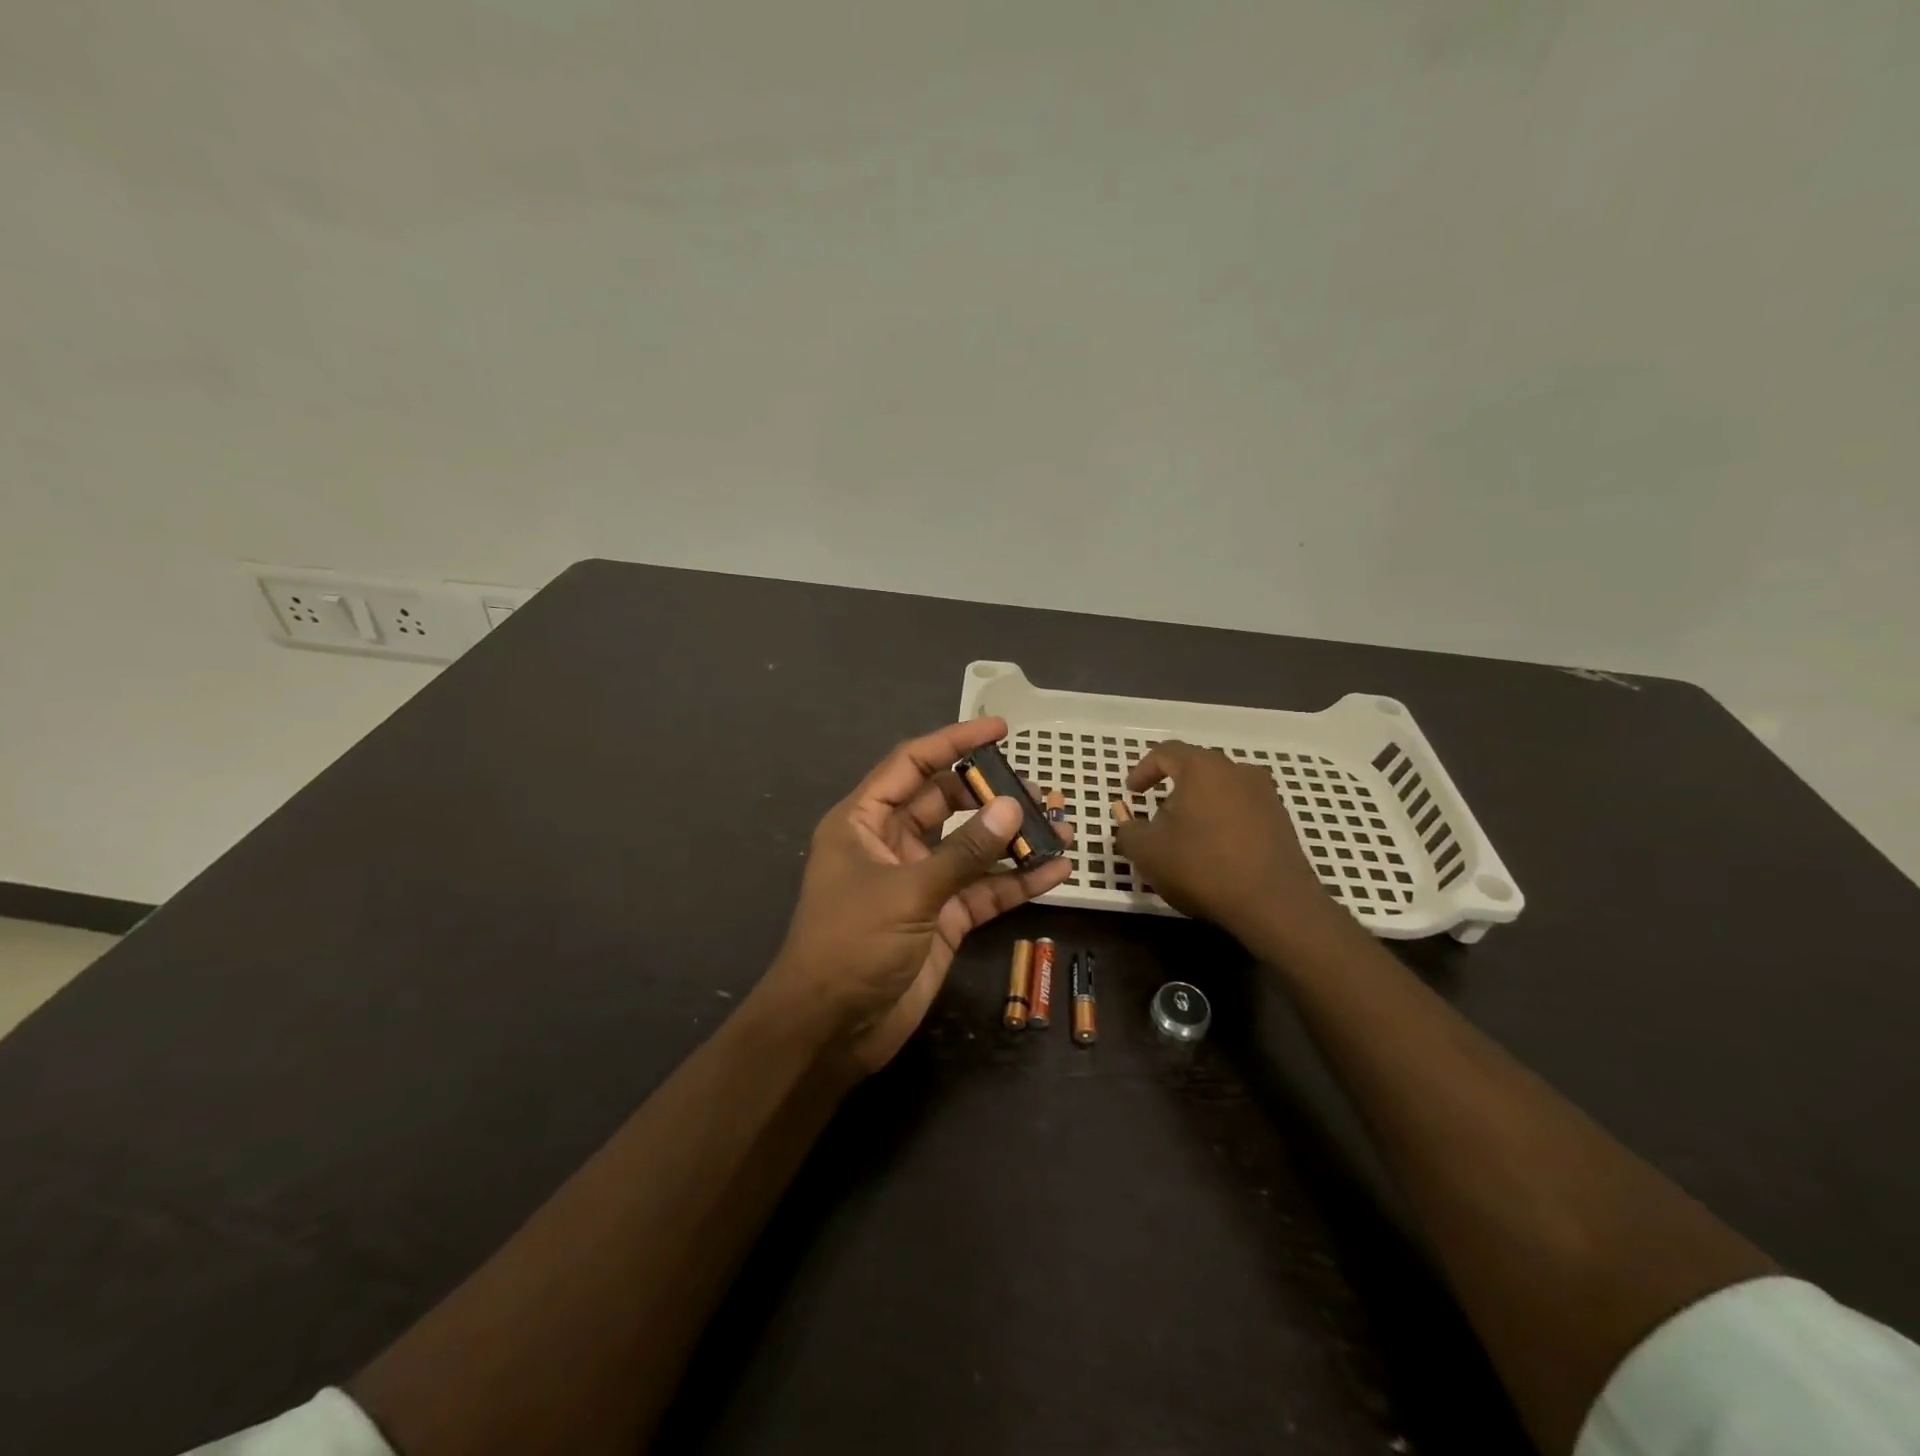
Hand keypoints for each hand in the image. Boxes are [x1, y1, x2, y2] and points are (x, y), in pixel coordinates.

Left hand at [764, 718, 1072, 1074]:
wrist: (832, 1030)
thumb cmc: (851, 944)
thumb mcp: (907, 891)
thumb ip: (963, 851)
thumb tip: (1012, 808)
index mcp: (864, 821)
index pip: (912, 765)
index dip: (954, 742)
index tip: (1000, 729)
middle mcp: (892, 843)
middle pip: (948, 803)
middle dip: (992, 795)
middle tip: (1039, 791)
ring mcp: (920, 882)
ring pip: (972, 848)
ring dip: (1013, 839)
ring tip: (1061, 827)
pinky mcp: (943, 919)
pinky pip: (984, 890)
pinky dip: (1017, 881)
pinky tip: (1056, 871)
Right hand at [1113, 741, 1342, 940]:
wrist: (1274, 904)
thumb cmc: (1202, 867)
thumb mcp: (1147, 852)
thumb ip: (1128, 832)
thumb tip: (1128, 825)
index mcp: (1202, 768)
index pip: (1165, 752)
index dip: (1143, 770)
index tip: (1131, 793)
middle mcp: (1237, 771)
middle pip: (1196, 769)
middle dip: (1172, 789)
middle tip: (1156, 817)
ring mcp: (1265, 794)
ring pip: (1221, 789)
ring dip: (1199, 806)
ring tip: (1186, 836)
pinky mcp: (1281, 820)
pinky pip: (1242, 809)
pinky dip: (1222, 821)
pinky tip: (1215, 851)